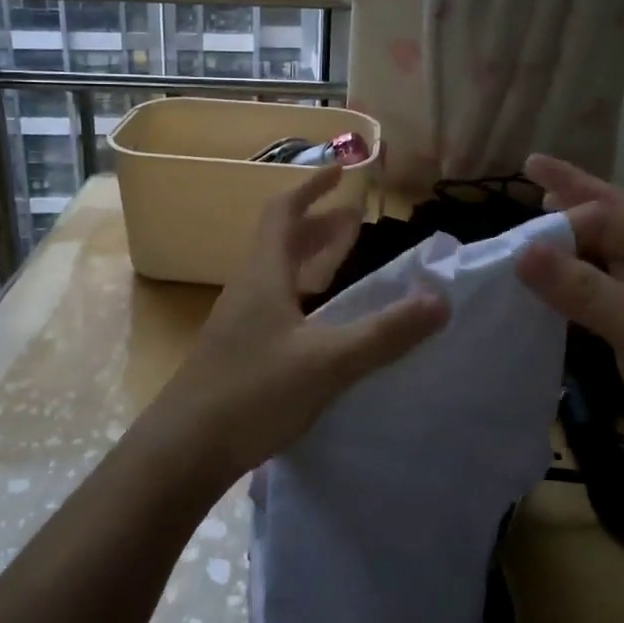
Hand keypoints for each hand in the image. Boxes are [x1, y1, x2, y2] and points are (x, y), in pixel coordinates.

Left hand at [150, 164, 448, 483]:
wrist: (183, 450)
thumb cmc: (253, 393)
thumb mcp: (328, 362)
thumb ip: (385, 332)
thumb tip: (440, 299)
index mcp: (264, 275)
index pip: (284, 212)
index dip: (312, 187)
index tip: (341, 172)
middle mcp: (248, 288)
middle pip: (281, 240)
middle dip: (318, 223)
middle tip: (355, 218)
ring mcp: (239, 321)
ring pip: (278, 273)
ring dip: (310, 257)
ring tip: (343, 259)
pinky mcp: (238, 351)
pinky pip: (276, 303)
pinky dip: (303, 293)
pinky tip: (320, 321)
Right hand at [514, 153, 623, 535]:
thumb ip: (589, 293)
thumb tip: (524, 249)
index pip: (612, 216)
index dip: (568, 200)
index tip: (522, 189)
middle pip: (616, 221)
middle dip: (576, 192)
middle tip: (533, 170)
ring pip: (610, 254)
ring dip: (575, 231)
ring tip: (541, 212)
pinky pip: (606, 291)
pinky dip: (577, 275)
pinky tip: (558, 281)